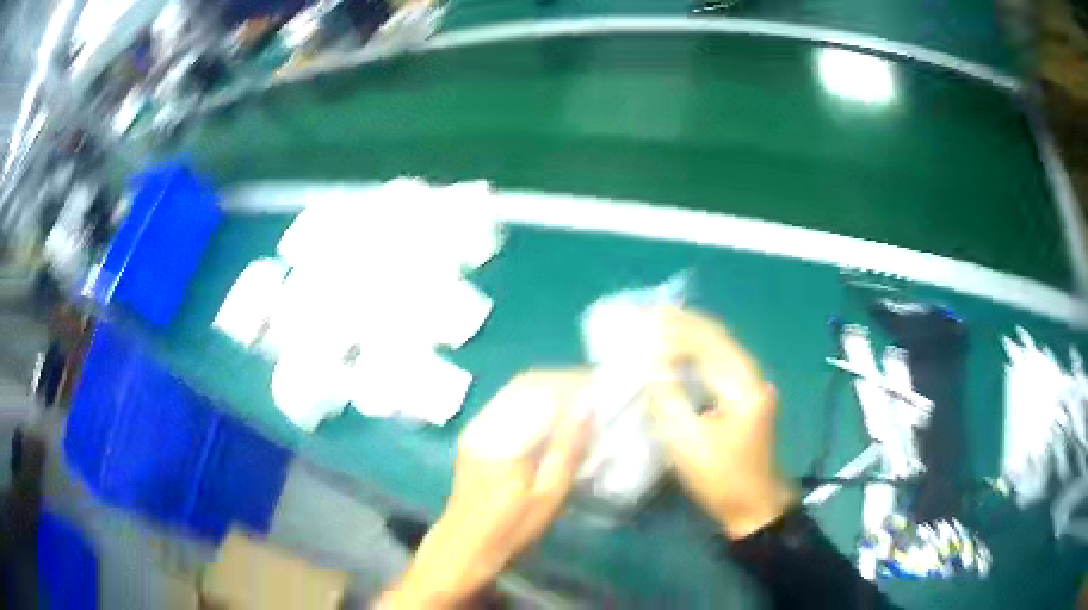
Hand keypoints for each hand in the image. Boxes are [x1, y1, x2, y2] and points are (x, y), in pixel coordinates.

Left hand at [381, 370, 591, 607]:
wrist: (463, 546)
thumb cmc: (510, 528)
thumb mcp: (548, 495)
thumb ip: (567, 448)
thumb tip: (587, 407)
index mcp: (502, 437)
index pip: (541, 390)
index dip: (573, 382)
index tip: (602, 385)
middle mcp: (485, 422)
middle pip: (527, 383)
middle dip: (563, 381)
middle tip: (594, 391)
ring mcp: (476, 427)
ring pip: (517, 391)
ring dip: (550, 390)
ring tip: (580, 401)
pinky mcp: (475, 436)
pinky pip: (509, 405)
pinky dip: (535, 403)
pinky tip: (554, 417)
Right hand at [648, 307, 795, 538]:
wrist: (753, 507)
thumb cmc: (720, 477)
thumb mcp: (686, 441)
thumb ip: (667, 396)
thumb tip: (649, 360)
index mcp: (743, 385)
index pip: (709, 342)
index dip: (677, 327)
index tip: (646, 317)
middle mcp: (752, 378)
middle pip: (718, 339)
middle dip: (685, 324)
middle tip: (650, 313)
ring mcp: (752, 388)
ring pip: (721, 350)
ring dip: (691, 337)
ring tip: (660, 325)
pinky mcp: (746, 400)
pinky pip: (721, 365)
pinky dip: (698, 355)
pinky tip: (679, 353)